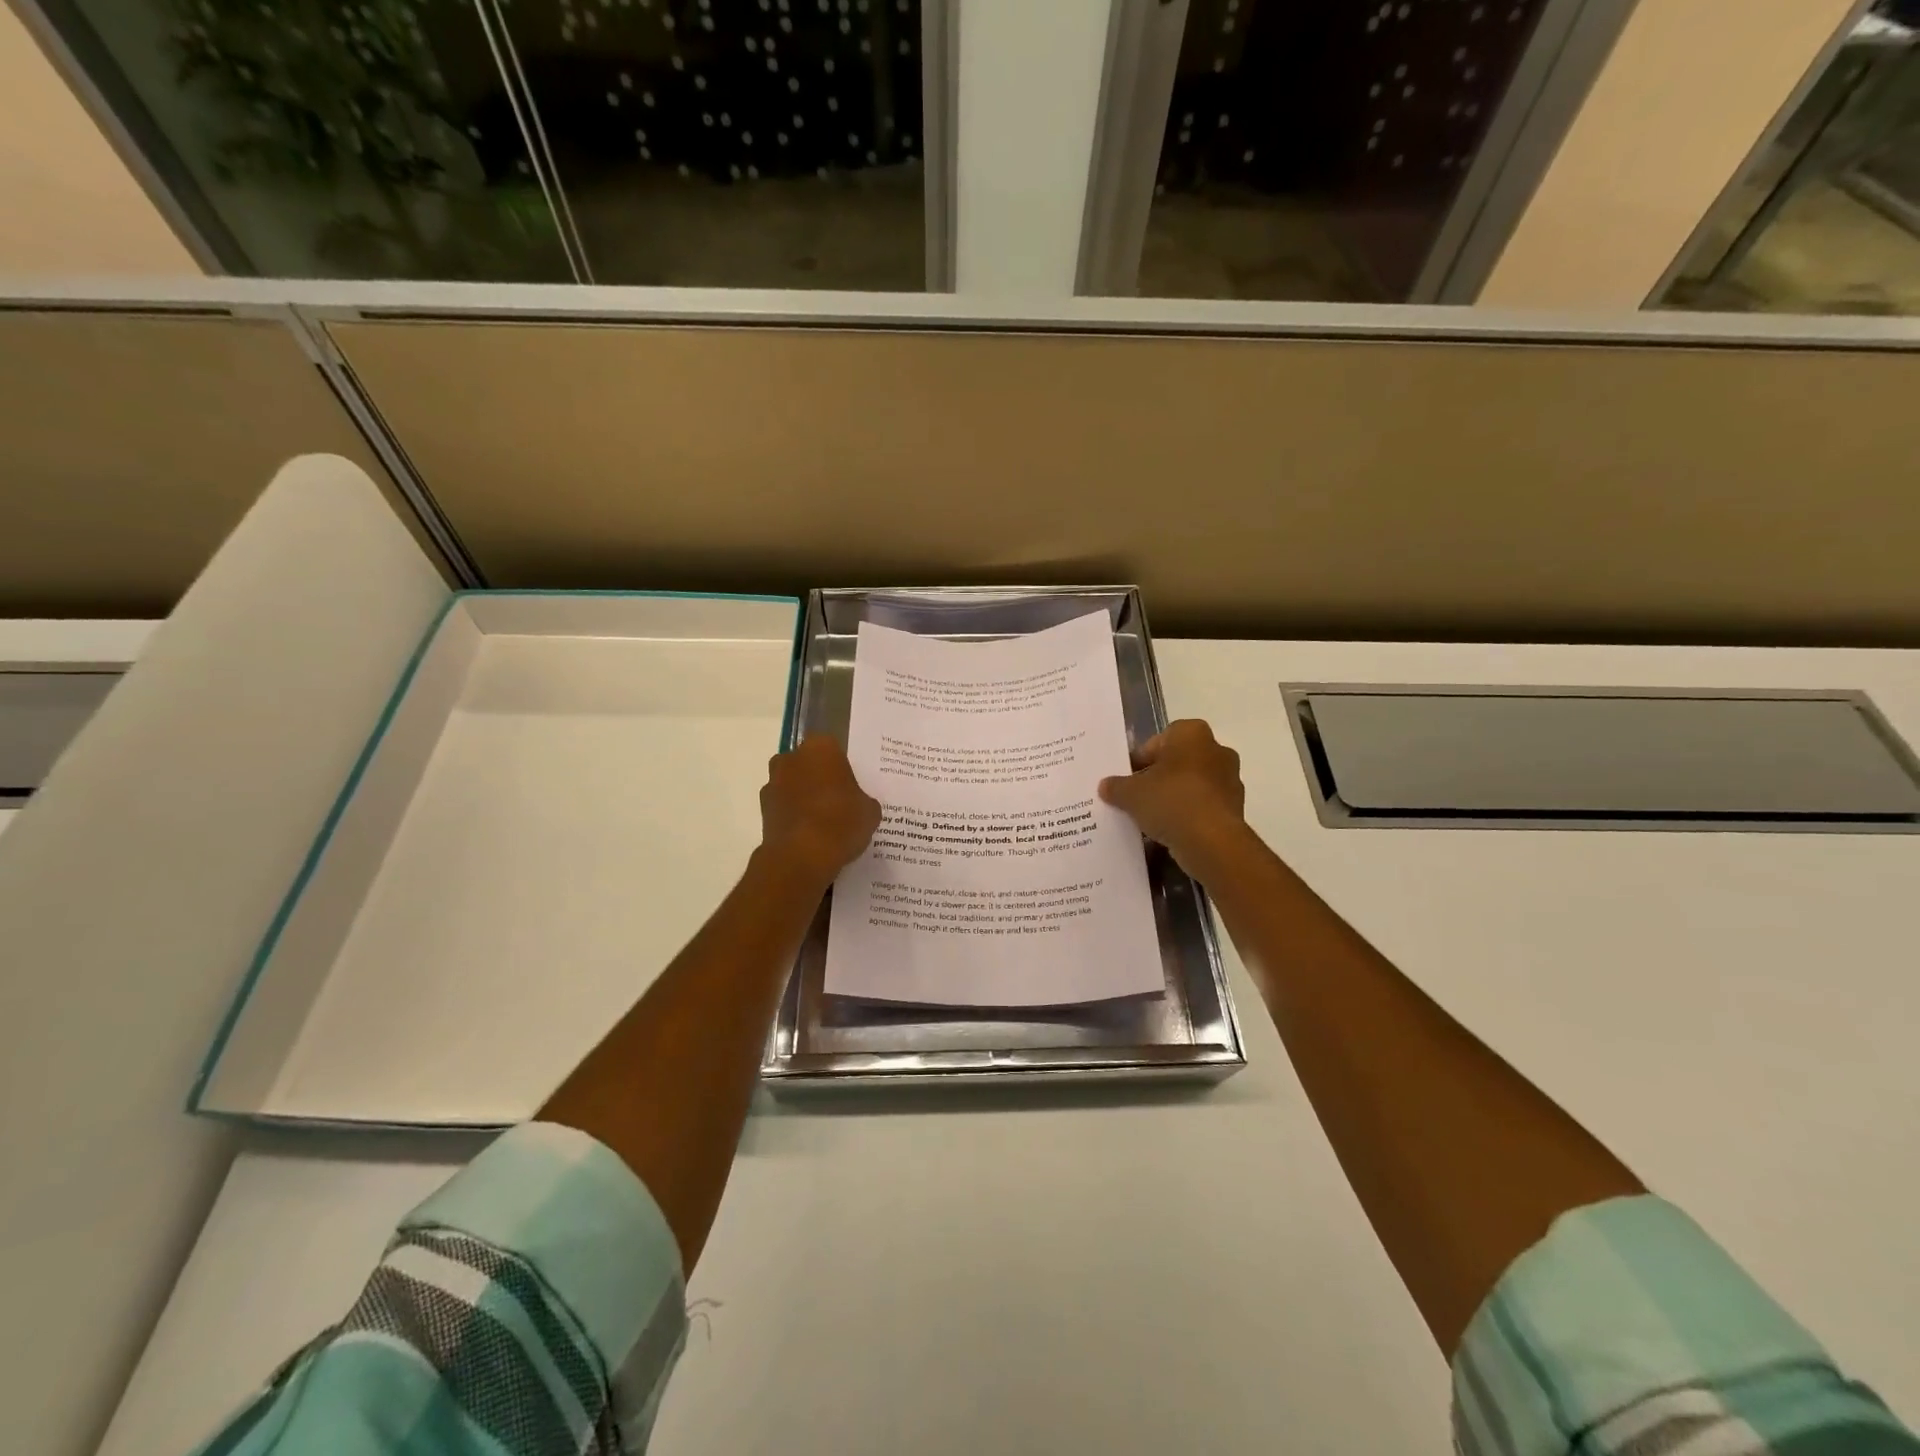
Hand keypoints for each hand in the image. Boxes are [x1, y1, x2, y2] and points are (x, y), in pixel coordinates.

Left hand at [758, 735, 880, 890]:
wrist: (801, 857)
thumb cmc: (841, 822)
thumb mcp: (870, 811)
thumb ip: (863, 800)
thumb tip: (858, 804)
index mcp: (821, 748)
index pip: (834, 750)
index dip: (843, 769)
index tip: (851, 787)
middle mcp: (792, 758)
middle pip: (809, 764)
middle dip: (819, 778)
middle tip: (838, 801)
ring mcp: (773, 783)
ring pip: (793, 784)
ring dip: (803, 796)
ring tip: (823, 822)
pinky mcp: (762, 809)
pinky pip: (784, 806)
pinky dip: (793, 816)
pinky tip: (809, 835)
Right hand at [1098, 719, 1249, 879]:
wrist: (1212, 842)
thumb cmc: (1170, 801)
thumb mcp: (1130, 793)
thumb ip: (1116, 786)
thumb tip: (1106, 785)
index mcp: (1191, 734)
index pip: (1157, 741)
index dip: (1139, 760)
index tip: (1127, 780)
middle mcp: (1216, 750)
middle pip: (1176, 762)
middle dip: (1157, 778)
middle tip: (1136, 797)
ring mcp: (1229, 780)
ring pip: (1191, 785)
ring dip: (1173, 797)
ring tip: (1150, 818)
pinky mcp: (1234, 808)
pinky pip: (1203, 806)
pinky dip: (1188, 815)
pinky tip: (1169, 832)